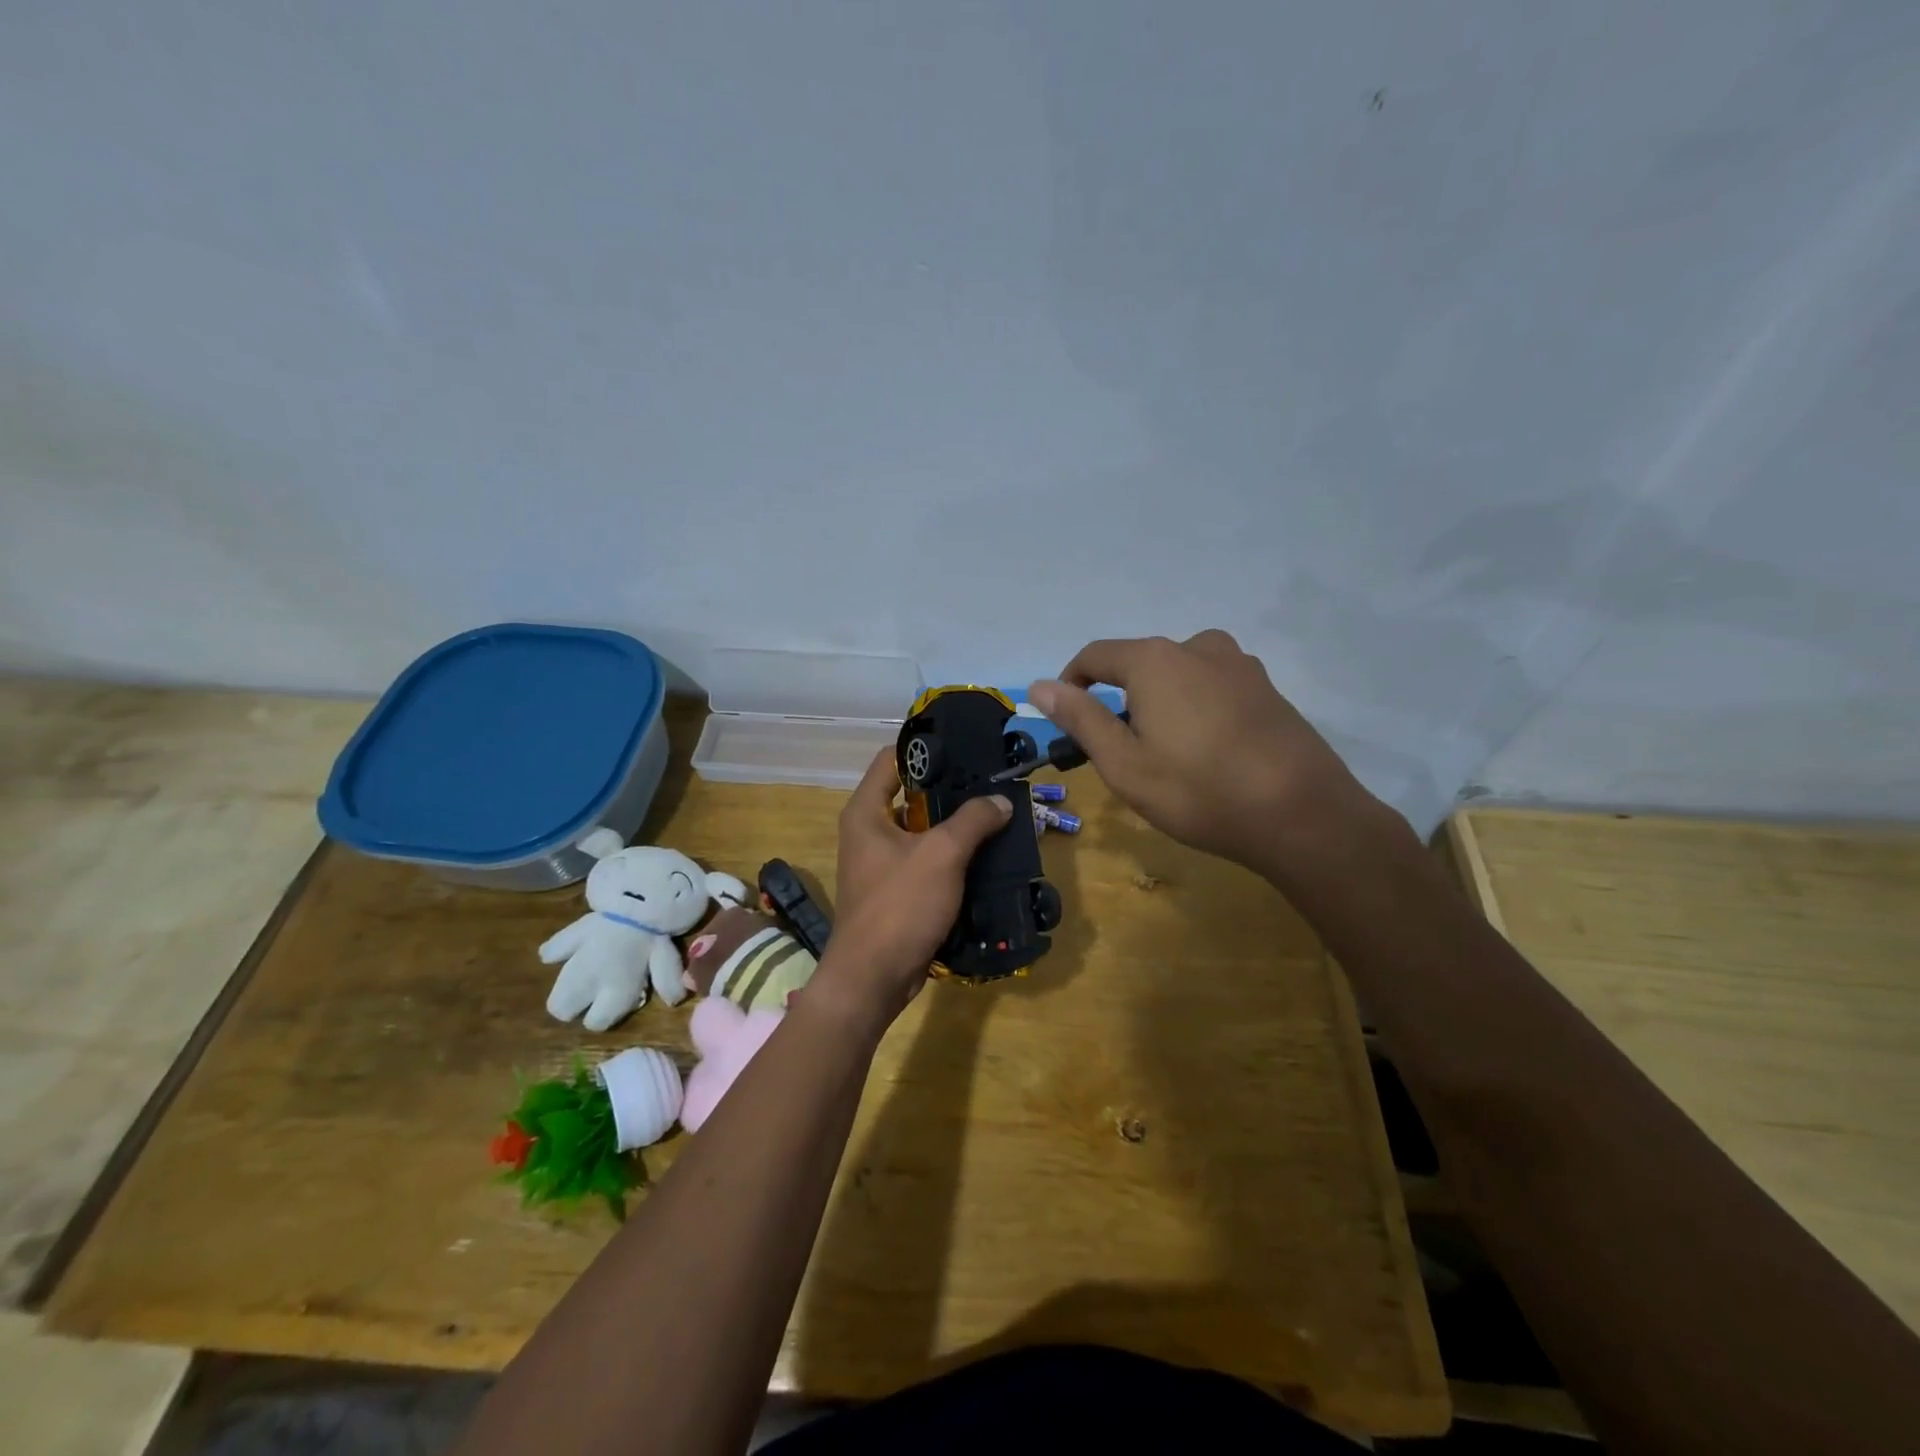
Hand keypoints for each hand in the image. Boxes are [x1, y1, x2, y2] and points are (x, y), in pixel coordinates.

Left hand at [808, 749, 1012, 1032]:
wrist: (873, 978)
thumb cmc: (899, 905)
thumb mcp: (941, 855)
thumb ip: (972, 820)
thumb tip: (1001, 800)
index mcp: (866, 811)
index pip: (892, 759)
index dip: (926, 749)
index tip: (965, 747)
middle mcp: (869, 831)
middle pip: (912, 795)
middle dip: (951, 790)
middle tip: (992, 783)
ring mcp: (882, 863)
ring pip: (923, 831)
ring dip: (956, 826)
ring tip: (997, 815)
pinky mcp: (897, 890)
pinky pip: (928, 861)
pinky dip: (953, 856)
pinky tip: (987, 854)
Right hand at [1029, 630, 1386, 880]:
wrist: (1302, 814)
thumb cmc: (1199, 790)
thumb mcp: (1124, 763)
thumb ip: (1080, 718)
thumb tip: (1039, 685)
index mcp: (1155, 660)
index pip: (1096, 656)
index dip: (1071, 682)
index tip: (1066, 717)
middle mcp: (1198, 647)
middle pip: (1140, 663)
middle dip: (1120, 698)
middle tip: (1119, 750)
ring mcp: (1240, 666)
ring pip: (1179, 674)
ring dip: (1160, 702)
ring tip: (1165, 752)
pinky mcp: (1268, 689)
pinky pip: (1214, 687)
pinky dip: (1196, 708)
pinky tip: (1207, 751)